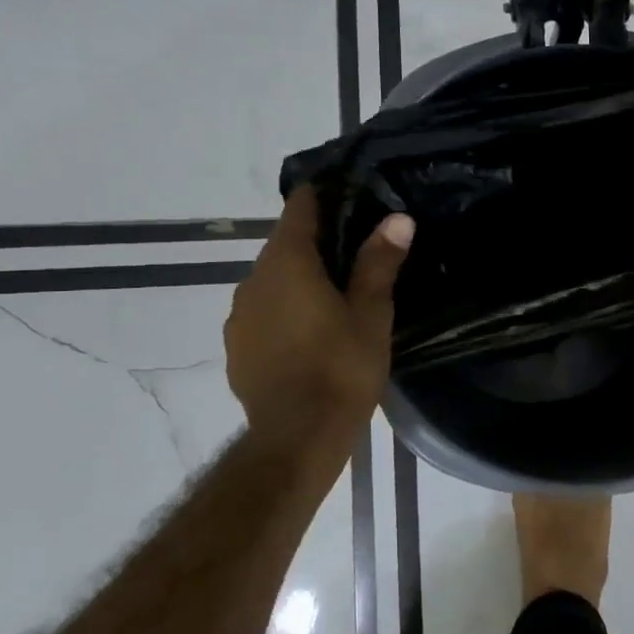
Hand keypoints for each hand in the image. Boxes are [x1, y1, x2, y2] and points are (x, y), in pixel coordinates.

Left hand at [225, 190, 413, 432]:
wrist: (296, 438)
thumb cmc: (340, 369)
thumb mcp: (370, 314)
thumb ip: (379, 262)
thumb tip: (397, 218)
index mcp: (287, 263)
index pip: (300, 208)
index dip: (324, 197)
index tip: (351, 196)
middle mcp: (253, 280)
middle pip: (284, 245)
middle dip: (317, 243)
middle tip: (357, 253)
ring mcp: (239, 315)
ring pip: (272, 281)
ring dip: (299, 280)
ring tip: (335, 297)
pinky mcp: (236, 347)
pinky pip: (263, 312)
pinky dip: (284, 311)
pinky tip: (309, 335)